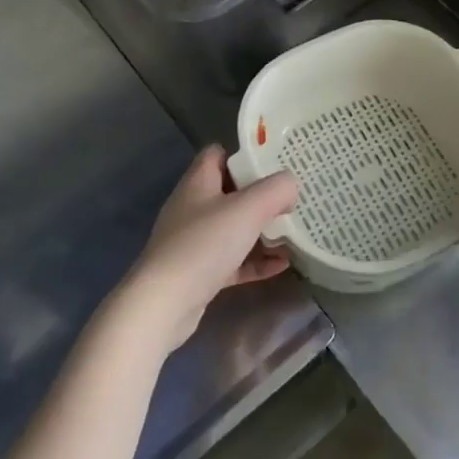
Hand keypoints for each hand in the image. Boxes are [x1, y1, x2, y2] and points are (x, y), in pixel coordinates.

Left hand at [115, 147, 296, 348]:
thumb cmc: (204, 244)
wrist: (164, 305)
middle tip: (292, 197)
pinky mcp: (199, 273)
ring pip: (234, 228)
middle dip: (262, 195)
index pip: (218, 154)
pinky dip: (256, 260)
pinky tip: (283, 264)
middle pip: (231, 191)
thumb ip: (276, 190)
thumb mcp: (248, 208)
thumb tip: (290, 186)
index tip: (276, 160)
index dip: (245, 154)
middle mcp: (193, 208)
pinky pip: (234, 260)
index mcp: (198, 183)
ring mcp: (194, 242)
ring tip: (294, 232)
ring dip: (262, 230)